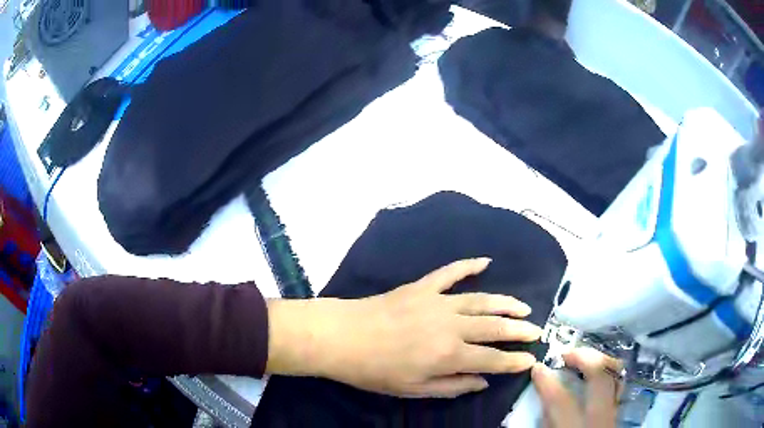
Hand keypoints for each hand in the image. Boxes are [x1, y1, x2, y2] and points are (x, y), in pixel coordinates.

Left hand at [266, 258, 542, 397]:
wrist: (340, 336)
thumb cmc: (374, 370)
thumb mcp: (413, 389)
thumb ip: (452, 385)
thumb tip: (482, 381)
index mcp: (449, 354)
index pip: (493, 358)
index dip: (514, 360)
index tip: (531, 359)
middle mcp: (451, 325)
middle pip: (495, 327)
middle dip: (519, 330)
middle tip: (536, 331)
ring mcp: (438, 301)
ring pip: (482, 299)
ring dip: (505, 302)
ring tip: (523, 306)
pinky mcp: (422, 287)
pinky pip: (450, 272)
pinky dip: (469, 265)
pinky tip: (485, 261)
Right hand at [531, 348, 621, 427]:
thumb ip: (548, 424)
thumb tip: (542, 404)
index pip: (560, 401)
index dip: (547, 382)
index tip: (538, 368)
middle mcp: (600, 419)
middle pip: (600, 378)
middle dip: (584, 358)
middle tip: (567, 353)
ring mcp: (613, 415)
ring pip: (615, 377)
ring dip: (599, 363)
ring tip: (584, 359)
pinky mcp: (618, 416)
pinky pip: (617, 388)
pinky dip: (607, 376)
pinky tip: (597, 377)